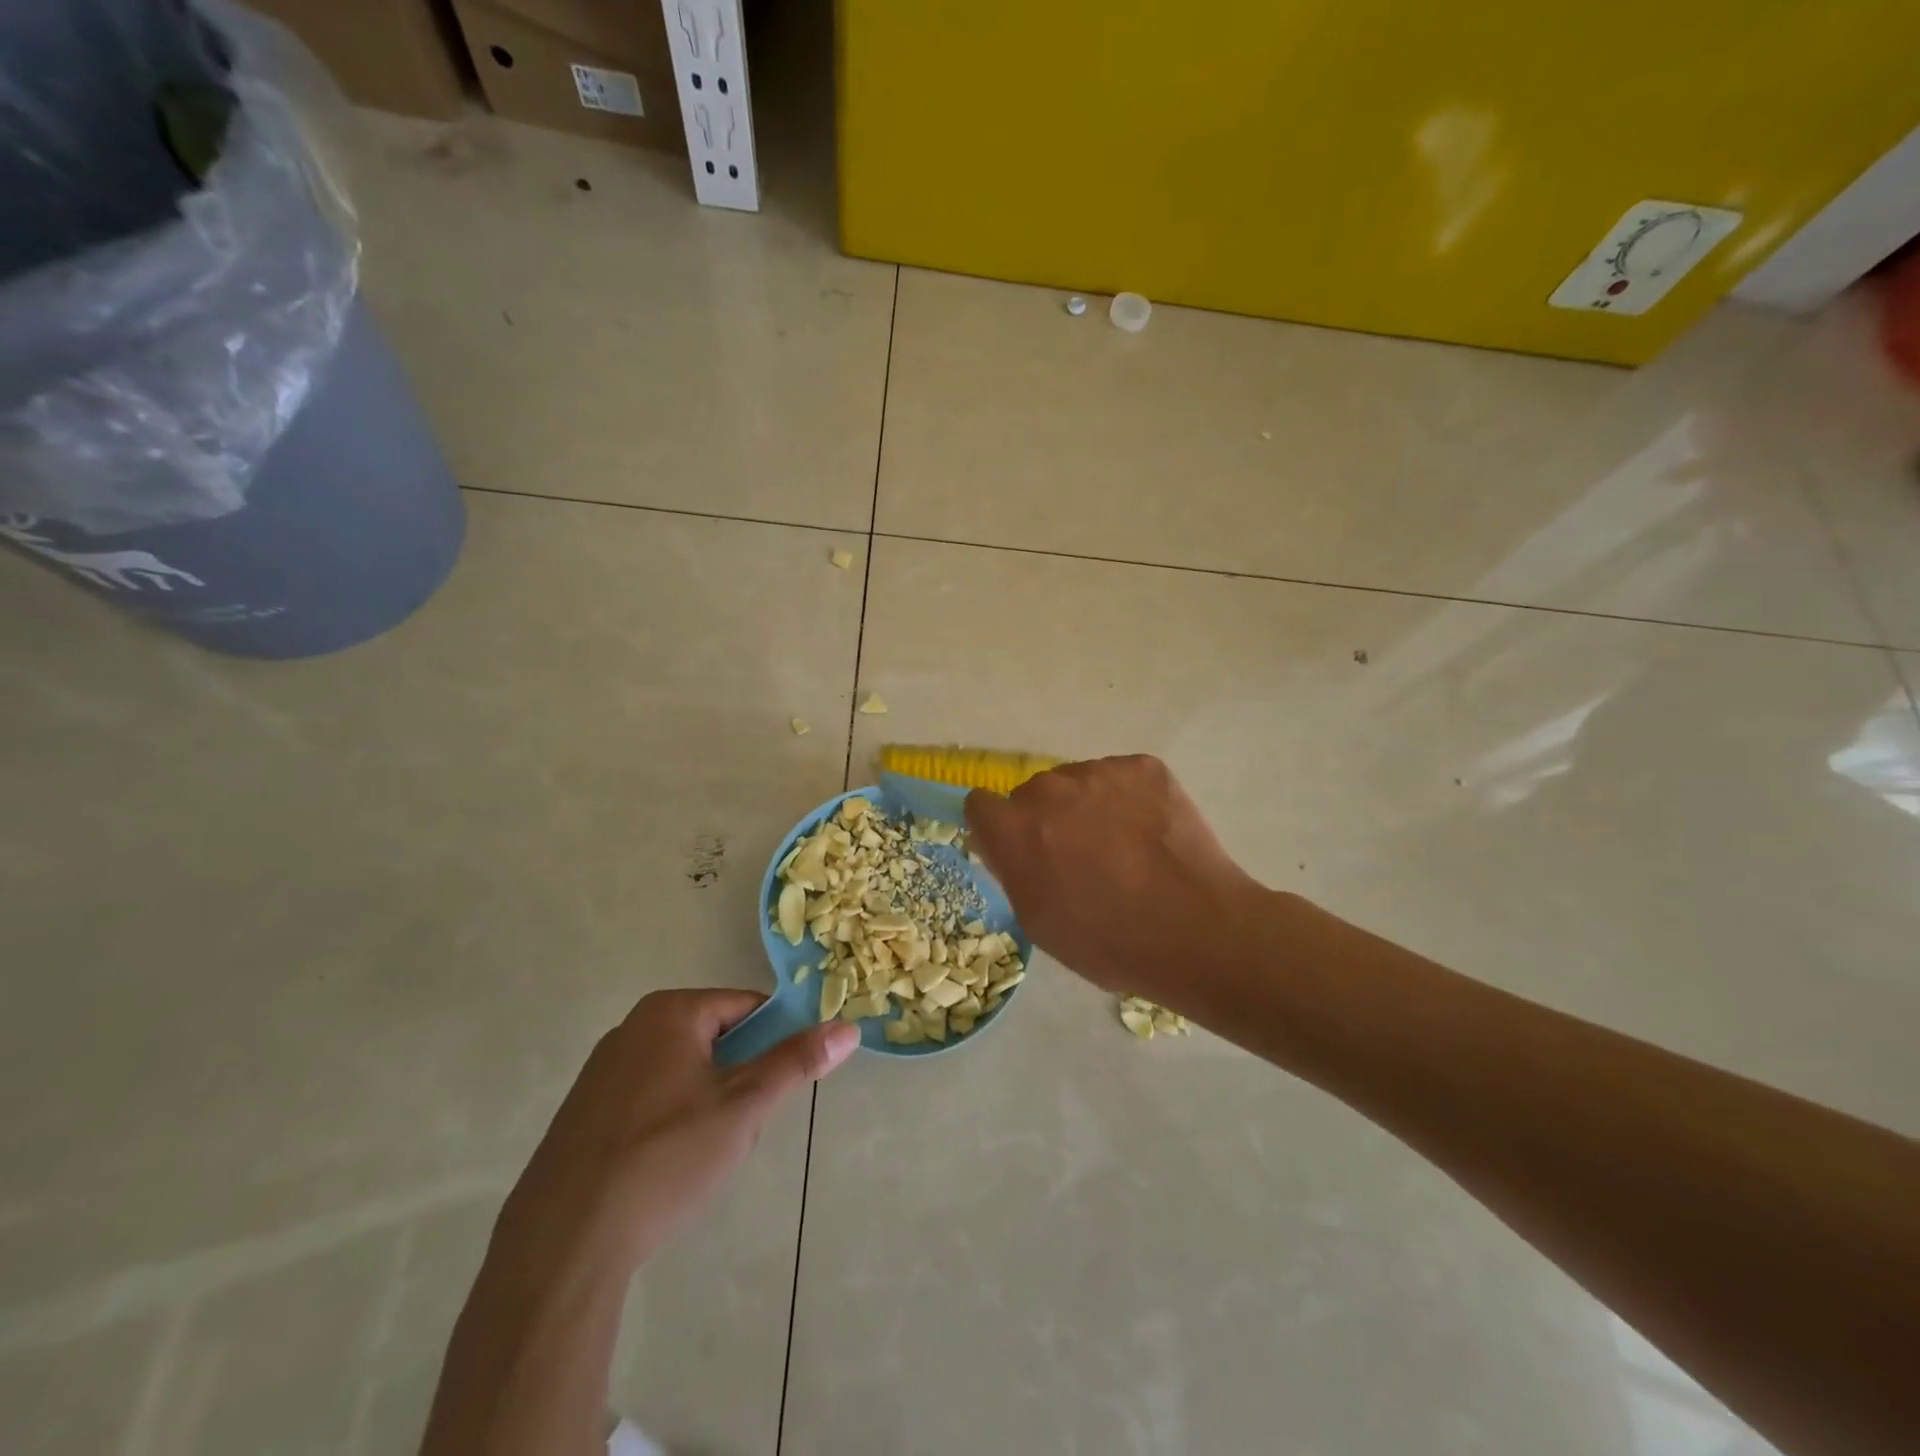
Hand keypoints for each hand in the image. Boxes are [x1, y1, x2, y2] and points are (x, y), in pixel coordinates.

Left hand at [494, 989, 858, 1272]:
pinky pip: (647, 1100)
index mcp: (670, 1012)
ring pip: (682, 1072)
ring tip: (703, 1154)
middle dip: (737, 1078)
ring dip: (706, 1103)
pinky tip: (665, 1169)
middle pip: (713, 1038)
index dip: (773, 1042)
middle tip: (742, 1126)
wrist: (562, 1244)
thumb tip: (848, 1027)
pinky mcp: (582, 1115)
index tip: (778, 1087)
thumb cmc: (665, 1157)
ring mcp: (600, 1072)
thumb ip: (796, 1062)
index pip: (746, 1007)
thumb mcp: (744, 1107)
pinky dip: (669, 1123)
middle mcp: (631, 1028)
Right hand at [964, 755, 1267, 1005]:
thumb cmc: (1108, 941)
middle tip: (1080, 858)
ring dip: (1088, 806)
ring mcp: (1100, 772)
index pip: (980, 804)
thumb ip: (1012, 869)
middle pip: (1033, 793)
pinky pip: (1120, 777)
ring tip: (1125, 848)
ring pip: (1078, 782)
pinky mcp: (1144, 766)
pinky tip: (1151, 834)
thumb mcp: (1037, 920)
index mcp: (1015, 828)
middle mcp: (1049, 788)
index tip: (1020, 851)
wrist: (1197, 930)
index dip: (997, 828)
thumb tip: (1008, 843)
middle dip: (1047, 819)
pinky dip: (1129, 799)